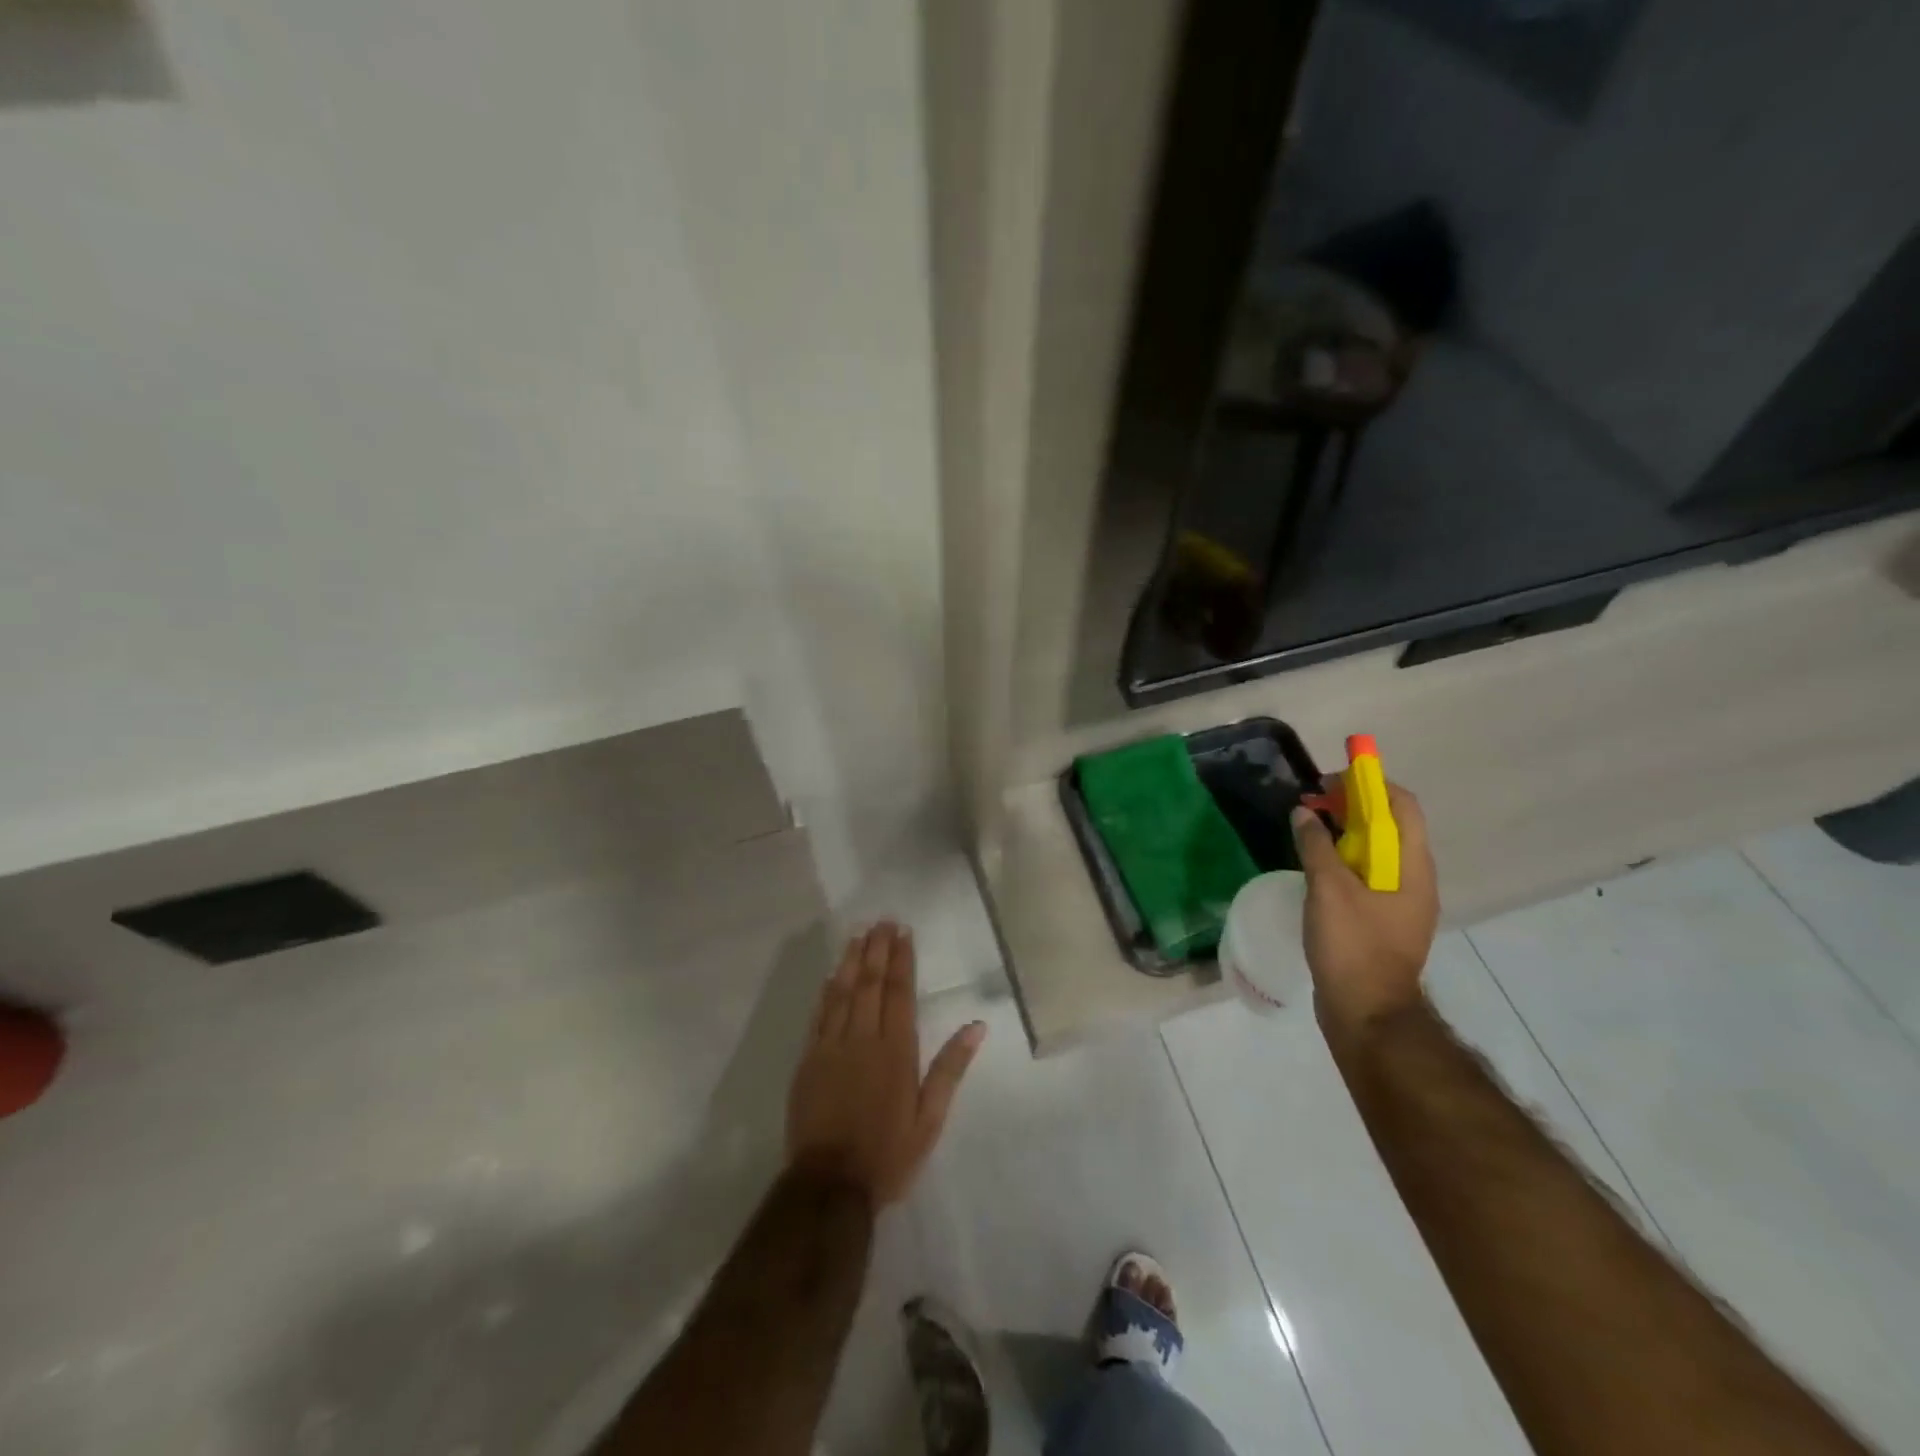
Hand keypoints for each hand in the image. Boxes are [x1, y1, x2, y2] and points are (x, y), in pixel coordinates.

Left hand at [786, 922, 985, 1207]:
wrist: (829, 1186)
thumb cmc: (888, 1154)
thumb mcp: (930, 1119)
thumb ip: (950, 1069)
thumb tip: (976, 1026)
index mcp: (896, 1051)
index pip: (900, 993)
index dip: (902, 960)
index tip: (903, 932)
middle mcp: (863, 1039)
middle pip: (871, 984)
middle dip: (878, 950)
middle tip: (882, 921)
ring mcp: (831, 1047)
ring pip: (842, 992)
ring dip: (851, 961)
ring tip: (859, 934)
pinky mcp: (809, 1060)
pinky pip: (819, 1015)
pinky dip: (826, 991)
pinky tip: (831, 975)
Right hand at [1289, 784, 1439, 1041]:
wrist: (1367, 1013)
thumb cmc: (1353, 946)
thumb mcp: (1328, 889)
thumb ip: (1316, 846)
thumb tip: (1304, 813)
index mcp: (1412, 866)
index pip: (1401, 805)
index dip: (1369, 783)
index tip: (1329, 782)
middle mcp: (1414, 878)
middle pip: (1389, 825)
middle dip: (1352, 807)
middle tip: (1312, 805)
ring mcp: (1401, 902)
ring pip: (1376, 851)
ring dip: (1345, 833)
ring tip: (1308, 832)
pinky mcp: (1383, 921)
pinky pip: (1366, 875)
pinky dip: (1343, 860)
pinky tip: (1316, 869)